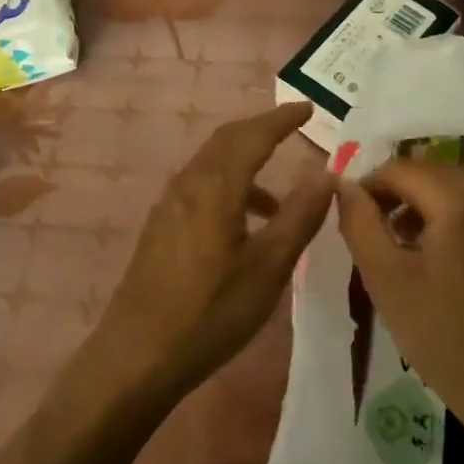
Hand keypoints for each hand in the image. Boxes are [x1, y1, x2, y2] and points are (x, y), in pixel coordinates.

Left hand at [95, 102, 331, 399]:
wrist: (136, 355)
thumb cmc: (210, 312)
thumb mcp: (268, 268)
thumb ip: (299, 216)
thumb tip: (326, 172)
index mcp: (216, 185)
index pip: (254, 135)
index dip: (282, 119)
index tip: (308, 108)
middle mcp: (189, 182)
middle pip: (228, 140)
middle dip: (262, 130)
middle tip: (294, 129)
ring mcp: (170, 204)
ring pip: (212, 162)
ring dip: (245, 160)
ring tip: (279, 196)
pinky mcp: (162, 225)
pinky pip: (201, 184)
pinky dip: (229, 184)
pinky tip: (244, 223)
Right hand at [335, 160, 463, 433]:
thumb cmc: (447, 336)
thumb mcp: (387, 279)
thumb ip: (359, 223)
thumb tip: (343, 185)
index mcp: (459, 196)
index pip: (398, 168)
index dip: (367, 188)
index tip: (353, 220)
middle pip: (429, 173)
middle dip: (397, 195)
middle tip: (376, 234)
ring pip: (455, 190)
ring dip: (425, 207)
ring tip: (405, 247)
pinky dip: (454, 219)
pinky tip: (444, 259)